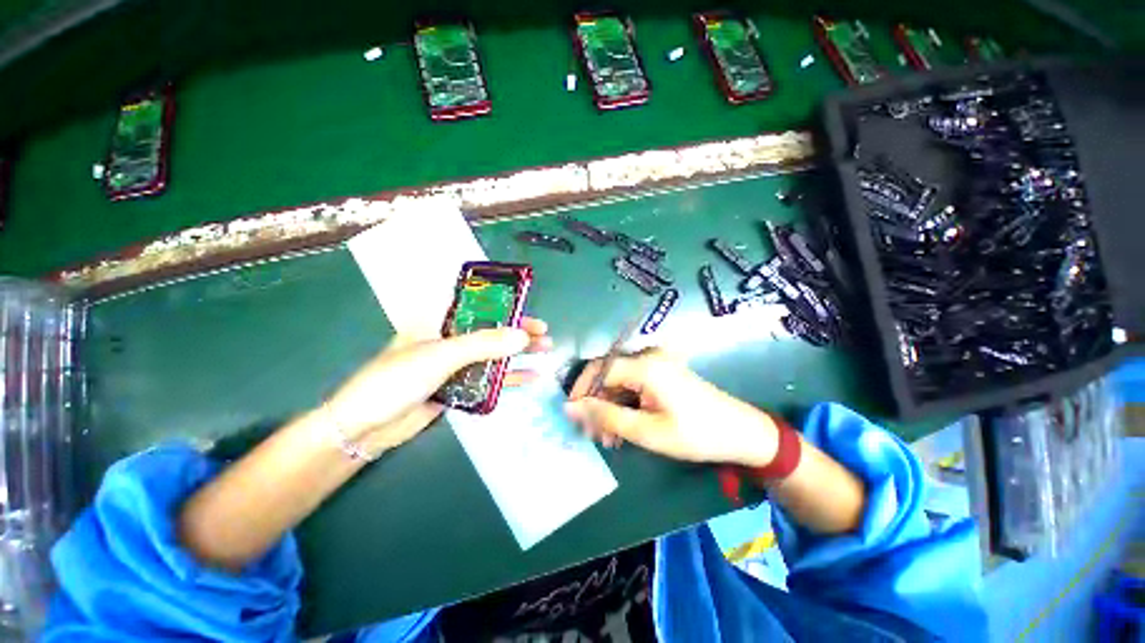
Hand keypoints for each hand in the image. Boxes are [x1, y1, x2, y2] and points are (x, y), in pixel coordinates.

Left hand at [326, 317, 551, 454]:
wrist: (365, 427)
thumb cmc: (396, 379)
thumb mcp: (441, 355)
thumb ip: (484, 345)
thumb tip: (523, 337)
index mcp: (440, 321)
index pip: (480, 307)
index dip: (507, 308)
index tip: (530, 313)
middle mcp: (450, 339)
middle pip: (492, 331)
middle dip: (519, 333)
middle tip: (545, 336)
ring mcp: (454, 364)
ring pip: (493, 355)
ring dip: (518, 355)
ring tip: (546, 353)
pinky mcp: (458, 387)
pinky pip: (488, 379)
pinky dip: (509, 378)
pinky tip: (530, 378)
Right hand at [564, 349, 778, 467]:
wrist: (742, 433)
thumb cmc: (695, 434)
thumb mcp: (646, 431)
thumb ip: (605, 417)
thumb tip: (570, 408)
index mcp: (645, 365)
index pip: (599, 368)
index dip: (581, 391)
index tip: (573, 416)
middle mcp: (648, 356)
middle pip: (608, 374)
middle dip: (596, 403)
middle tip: (593, 435)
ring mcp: (657, 363)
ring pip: (619, 381)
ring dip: (610, 407)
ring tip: (609, 438)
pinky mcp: (662, 373)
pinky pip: (633, 384)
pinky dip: (624, 404)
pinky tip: (624, 428)